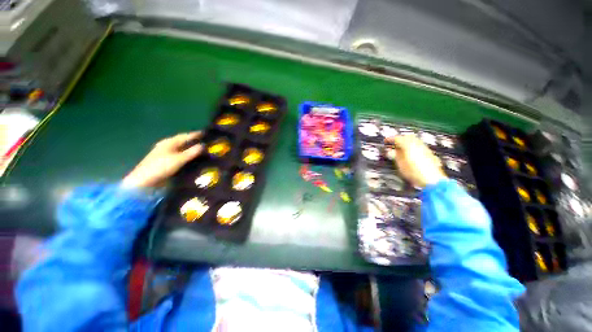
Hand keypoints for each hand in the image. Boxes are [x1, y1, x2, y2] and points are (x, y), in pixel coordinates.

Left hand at [122, 132, 203, 188]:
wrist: (144, 181)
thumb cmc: (161, 167)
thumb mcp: (178, 159)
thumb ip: (192, 152)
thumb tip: (204, 145)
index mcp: (169, 142)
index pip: (185, 136)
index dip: (196, 135)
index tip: (206, 134)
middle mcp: (167, 146)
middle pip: (183, 142)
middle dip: (194, 142)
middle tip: (207, 143)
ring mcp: (166, 154)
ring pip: (182, 149)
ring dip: (192, 149)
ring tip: (203, 151)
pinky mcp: (166, 162)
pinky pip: (180, 156)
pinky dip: (188, 156)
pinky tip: (194, 159)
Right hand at [385, 135, 446, 187]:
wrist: (432, 180)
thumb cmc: (414, 172)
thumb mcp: (400, 164)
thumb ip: (395, 156)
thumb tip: (390, 151)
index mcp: (408, 145)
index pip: (397, 138)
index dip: (390, 139)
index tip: (386, 141)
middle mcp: (417, 144)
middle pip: (407, 137)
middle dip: (400, 139)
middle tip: (393, 144)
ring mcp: (425, 148)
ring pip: (414, 140)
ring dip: (406, 143)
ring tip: (400, 149)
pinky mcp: (429, 153)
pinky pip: (419, 146)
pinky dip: (413, 147)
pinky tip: (410, 154)